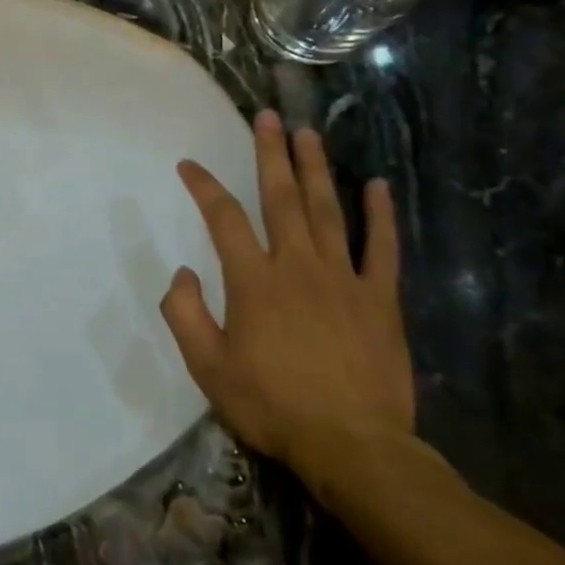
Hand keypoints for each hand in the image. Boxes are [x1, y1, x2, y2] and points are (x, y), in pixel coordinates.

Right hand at [161, 111, 413, 486]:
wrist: (354, 448)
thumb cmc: (273, 406)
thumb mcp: (208, 368)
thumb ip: (186, 314)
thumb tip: (182, 272)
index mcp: (254, 281)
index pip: (223, 218)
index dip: (204, 186)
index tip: (189, 164)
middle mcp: (298, 266)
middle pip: (282, 198)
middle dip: (271, 154)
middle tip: (268, 116)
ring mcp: (344, 279)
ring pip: (328, 211)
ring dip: (316, 169)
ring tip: (309, 133)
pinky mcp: (381, 300)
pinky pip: (382, 249)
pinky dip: (381, 215)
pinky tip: (378, 184)